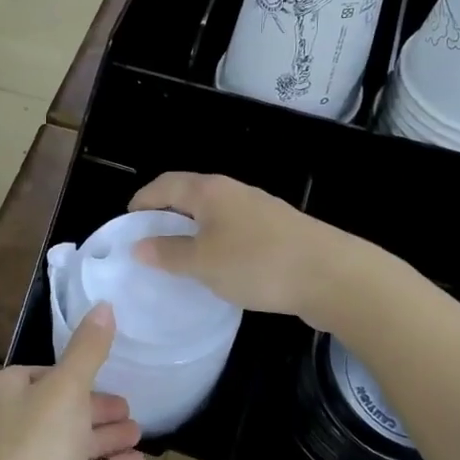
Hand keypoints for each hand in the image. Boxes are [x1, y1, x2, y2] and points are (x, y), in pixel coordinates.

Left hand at [0, 304, 145, 459]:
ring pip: (67, 443)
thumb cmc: (39, 447)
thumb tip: (104, 305)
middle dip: (94, 407)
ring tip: (140, 431)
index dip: (73, 372)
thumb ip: (88, 348)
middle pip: (56, 408)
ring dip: (103, 436)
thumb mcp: (68, 388)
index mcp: (0, 394)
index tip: (105, 374)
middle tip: (129, 406)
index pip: (38, 372)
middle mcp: (3, 428)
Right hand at [129, 172, 355, 319]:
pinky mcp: (278, 231)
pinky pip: (235, 231)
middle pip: (190, 195)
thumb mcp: (203, 263)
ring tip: (180, 258)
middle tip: (149, 242)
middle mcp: (233, 192)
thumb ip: (168, 253)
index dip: (142, 200)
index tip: (127, 222)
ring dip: (193, 231)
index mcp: (209, 191)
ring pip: (214, 214)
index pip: (164, 184)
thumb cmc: (257, 263)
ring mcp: (259, 210)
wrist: (332, 275)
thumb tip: (139, 245)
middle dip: (166, 215)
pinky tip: (219, 269)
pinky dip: (217, 243)